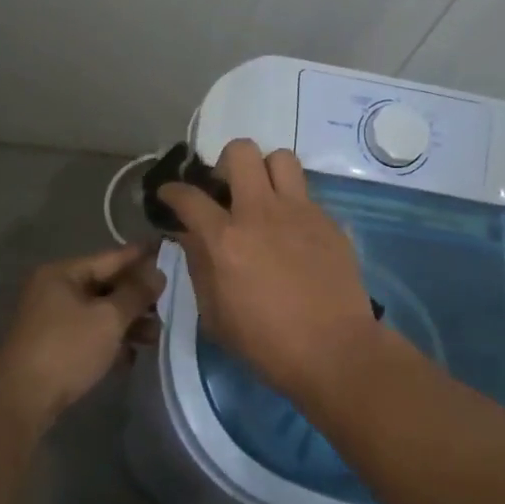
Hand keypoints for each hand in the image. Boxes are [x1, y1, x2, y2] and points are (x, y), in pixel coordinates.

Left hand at [0, 245, 163, 430]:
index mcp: (63, 273)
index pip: (112, 257)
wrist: (21, 402)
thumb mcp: (108, 318)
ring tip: (156, 336)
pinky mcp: (54, 346)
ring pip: (100, 313)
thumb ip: (136, 293)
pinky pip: (90, 334)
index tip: (171, 251)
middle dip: (138, 297)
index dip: (143, 256)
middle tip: (170, 305)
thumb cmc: (67, 349)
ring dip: (128, 323)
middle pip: (107, 286)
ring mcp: (52, 319)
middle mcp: (55, 290)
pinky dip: (111, 341)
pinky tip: (131, 356)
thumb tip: (158, 272)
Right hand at [159, 139, 381, 400]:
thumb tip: (190, 236)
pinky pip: (307, 194)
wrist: (334, 351)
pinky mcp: (329, 221)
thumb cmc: (266, 343)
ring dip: (266, 172)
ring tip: (264, 198)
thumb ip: (199, 266)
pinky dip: (293, 205)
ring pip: (281, 158)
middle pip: (241, 152)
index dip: (172, 191)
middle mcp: (261, 212)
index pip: (189, 196)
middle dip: (226, 164)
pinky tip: (294, 233)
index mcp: (226, 239)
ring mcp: (300, 212)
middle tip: (227, 190)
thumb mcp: (215, 315)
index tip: (170, 194)